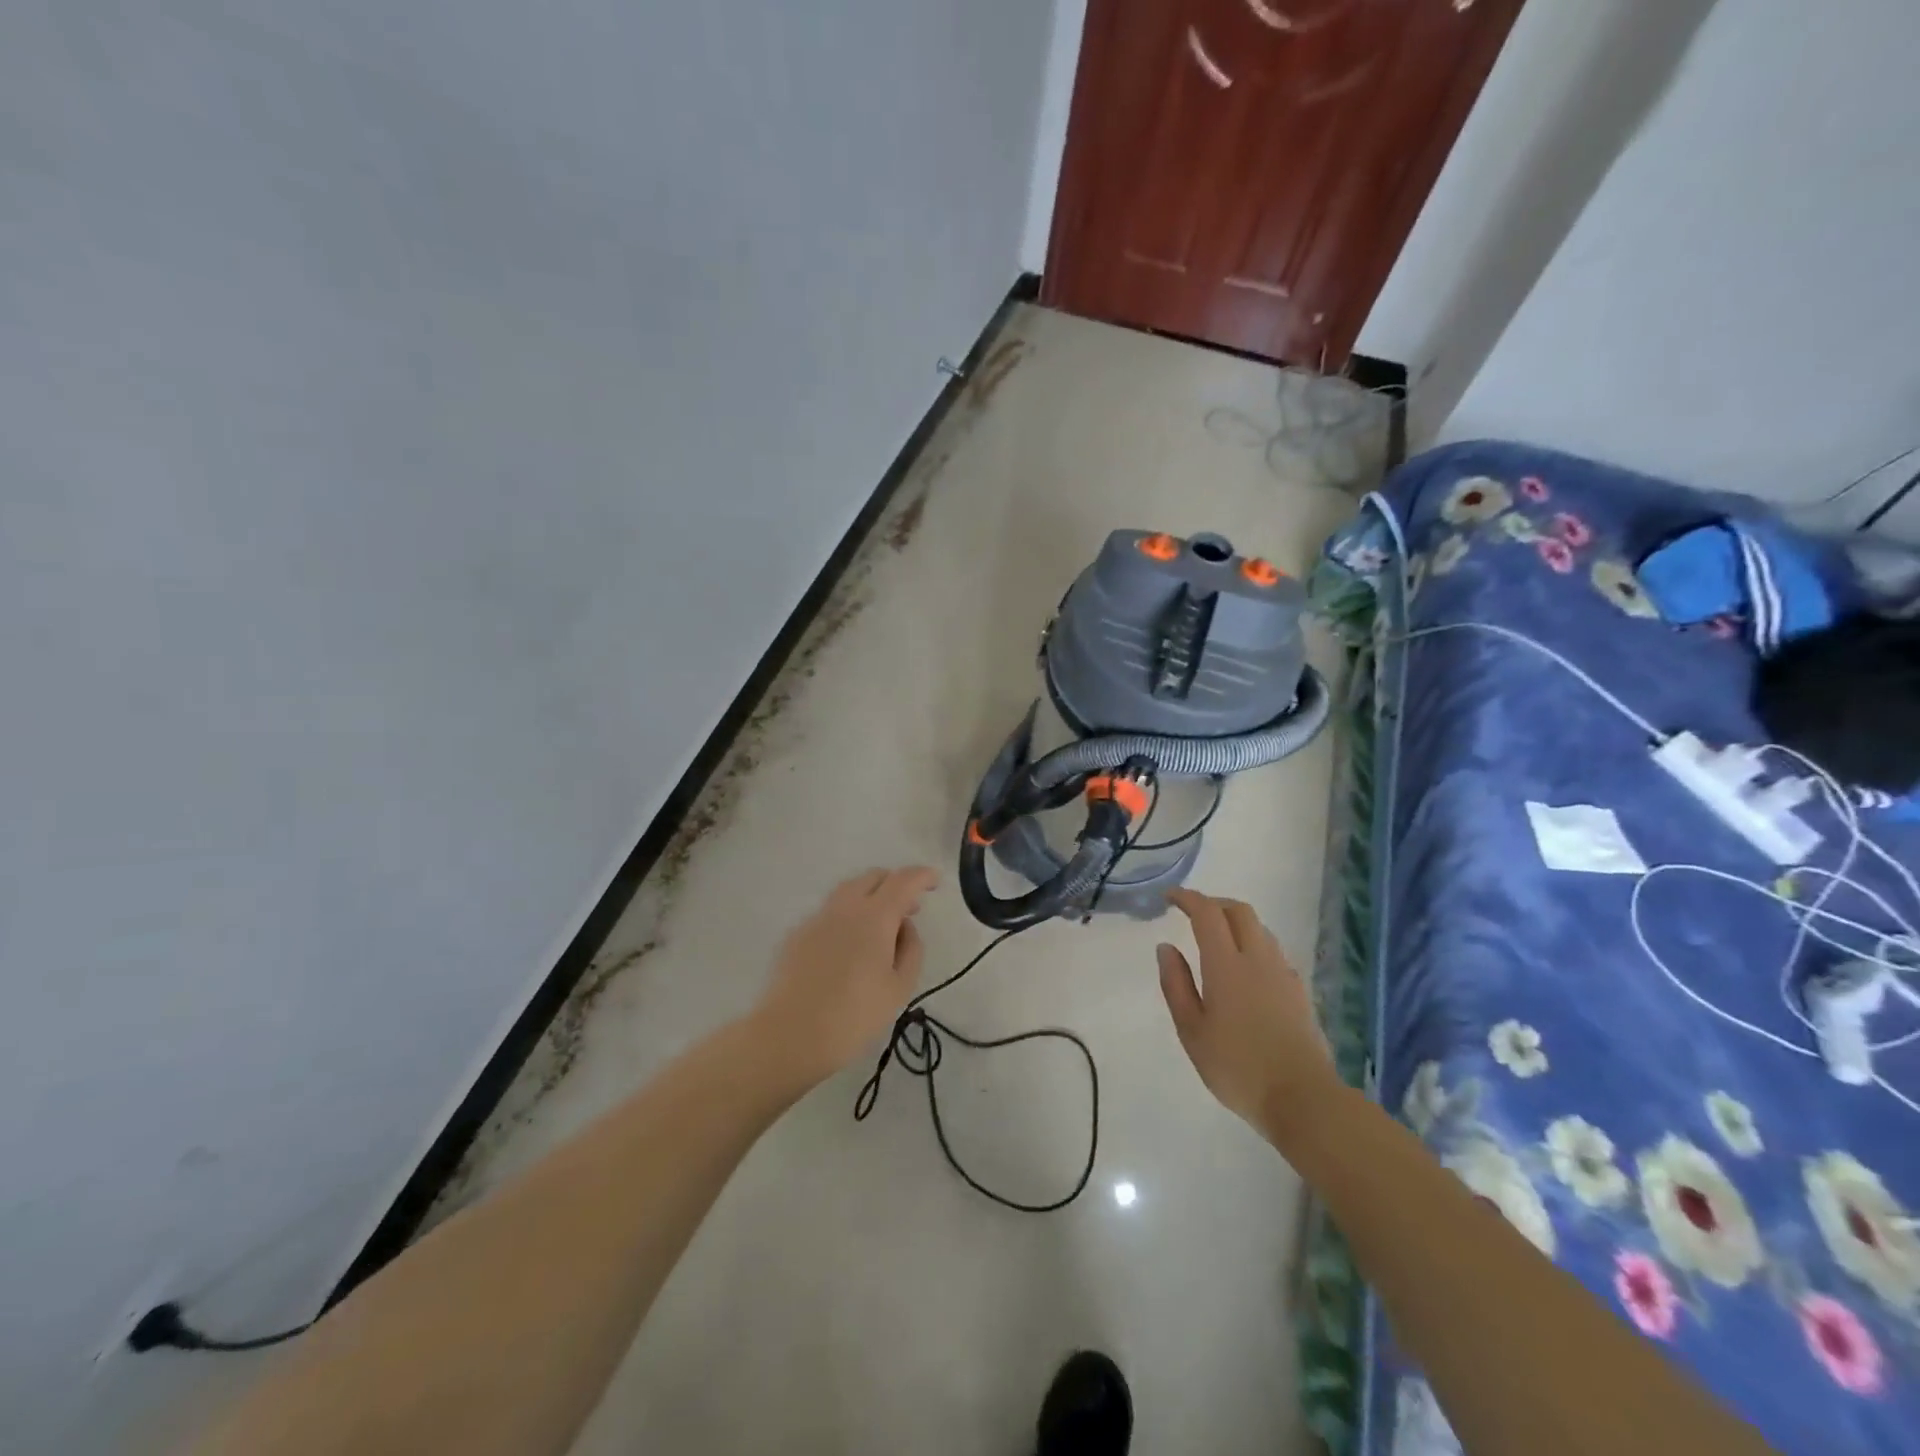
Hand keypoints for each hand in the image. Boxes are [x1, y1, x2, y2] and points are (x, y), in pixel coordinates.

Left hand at [750, 867, 937, 1086]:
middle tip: (909, 908)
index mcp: (875, 916)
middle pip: (873, 877)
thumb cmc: (854, 1015)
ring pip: (848, 891)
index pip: (903, 881)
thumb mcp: (900, 988)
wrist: (790, 1035)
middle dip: (895, 884)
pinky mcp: (797, 935)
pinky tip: (848, 947)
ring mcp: (817, 918)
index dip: (922, 876)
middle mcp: (845, 907)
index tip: (935, 880)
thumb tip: (903, 926)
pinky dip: (847, 917)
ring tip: (880, 925)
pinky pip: (829, 913)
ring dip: (870, 897)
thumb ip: (910, 949)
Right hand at [1157, 888, 1338, 1142]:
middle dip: (1214, 903)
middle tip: (1192, 913)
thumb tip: (1166, 947)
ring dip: (1235, 922)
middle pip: (1239, 911)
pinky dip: (1253, 944)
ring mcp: (1283, 973)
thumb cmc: (1237, 1067)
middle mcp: (1258, 959)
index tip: (1169, 897)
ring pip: (1260, 929)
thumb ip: (1176, 984)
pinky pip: (1273, 951)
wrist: (1303, 1098)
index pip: (1207, 913)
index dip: (1187, 898)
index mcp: (1226, 965)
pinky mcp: (1299, 991)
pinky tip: (1244, 969)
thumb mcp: (1192, 1031)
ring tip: (1216, 939)